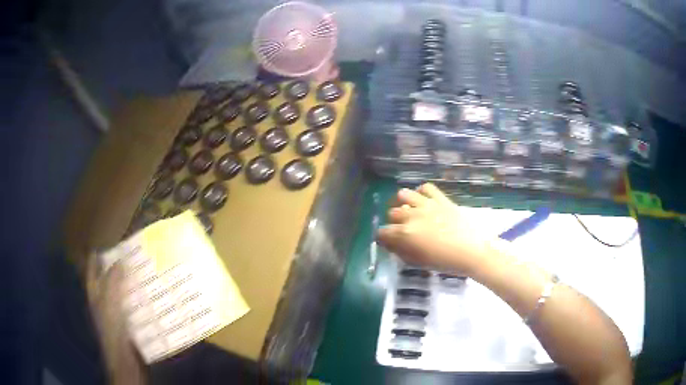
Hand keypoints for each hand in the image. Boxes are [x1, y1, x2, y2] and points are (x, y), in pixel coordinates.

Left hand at [86, 255, 145, 384]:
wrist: (124, 357)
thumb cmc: (112, 327)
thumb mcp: (110, 301)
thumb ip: (113, 280)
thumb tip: (120, 259)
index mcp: (94, 290)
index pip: (93, 265)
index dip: (98, 252)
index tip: (111, 239)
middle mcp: (102, 297)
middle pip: (107, 275)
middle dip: (117, 264)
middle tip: (132, 251)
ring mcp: (114, 309)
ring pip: (120, 288)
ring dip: (129, 280)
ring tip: (143, 268)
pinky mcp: (126, 319)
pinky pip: (131, 301)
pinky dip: (137, 295)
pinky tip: (148, 292)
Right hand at [376, 183, 493, 274]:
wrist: (473, 252)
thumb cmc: (446, 262)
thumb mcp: (419, 262)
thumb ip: (401, 252)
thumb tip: (391, 244)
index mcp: (406, 234)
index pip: (383, 232)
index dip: (383, 238)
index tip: (389, 243)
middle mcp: (412, 215)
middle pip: (392, 213)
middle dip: (393, 222)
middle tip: (402, 230)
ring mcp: (427, 204)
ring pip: (404, 195)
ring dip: (403, 203)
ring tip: (409, 211)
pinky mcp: (441, 199)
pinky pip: (426, 188)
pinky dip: (421, 192)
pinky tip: (423, 201)